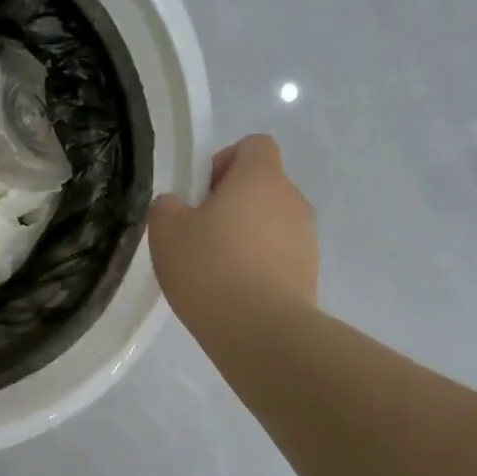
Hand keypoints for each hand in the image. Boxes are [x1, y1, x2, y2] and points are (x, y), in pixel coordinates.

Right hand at [148, 134, 316, 329]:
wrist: (260, 330)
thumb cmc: (209, 268)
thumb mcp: (166, 232)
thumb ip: (167, 207)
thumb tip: (178, 206)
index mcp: (260, 177)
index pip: (253, 145)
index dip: (224, 162)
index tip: (200, 196)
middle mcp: (292, 198)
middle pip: (262, 187)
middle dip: (232, 205)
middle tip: (200, 237)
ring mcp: (306, 238)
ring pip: (271, 224)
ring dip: (247, 238)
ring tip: (217, 272)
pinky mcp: (310, 273)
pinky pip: (280, 257)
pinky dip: (260, 267)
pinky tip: (235, 295)